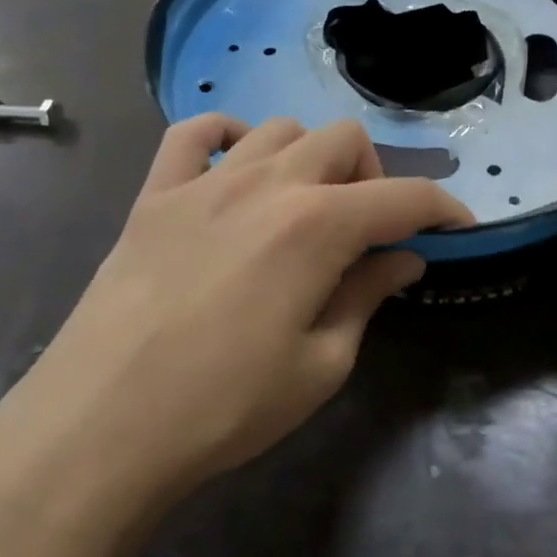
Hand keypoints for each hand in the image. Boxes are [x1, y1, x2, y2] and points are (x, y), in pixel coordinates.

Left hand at [0, 115, 472, 536]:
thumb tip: (404, 258)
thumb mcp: (321, 365)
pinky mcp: (155, 195)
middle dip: (375, 176)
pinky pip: (195, 132)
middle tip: (370, 232)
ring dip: (311, 158)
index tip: (458, 227)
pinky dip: (228, 136)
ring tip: (307, 207)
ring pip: (281, 128)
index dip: (442, 208)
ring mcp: (205, 182)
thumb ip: (367, 296)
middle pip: (344, 140)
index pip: (403, 197)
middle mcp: (267, 184)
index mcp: (318, 226)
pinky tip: (236, 170)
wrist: (98, 428)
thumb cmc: (224, 406)